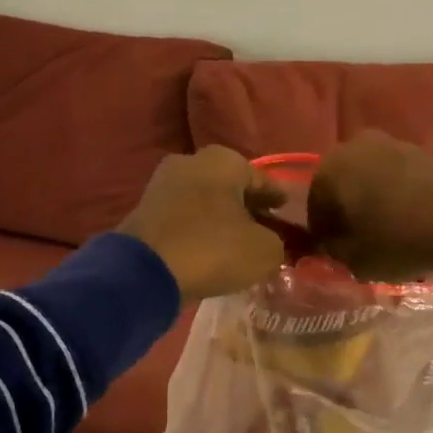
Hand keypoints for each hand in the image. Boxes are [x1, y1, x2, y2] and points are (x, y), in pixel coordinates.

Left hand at [118, 147, 286, 300]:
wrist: (144, 272)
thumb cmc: (213, 249)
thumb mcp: (264, 251)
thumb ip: (277, 242)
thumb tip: (270, 243)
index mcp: (224, 160)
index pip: (262, 180)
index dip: (277, 200)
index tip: (288, 216)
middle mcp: (191, 161)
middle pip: (230, 187)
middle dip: (246, 206)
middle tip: (263, 230)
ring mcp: (162, 183)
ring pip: (204, 200)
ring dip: (220, 218)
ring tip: (235, 243)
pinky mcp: (144, 209)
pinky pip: (183, 217)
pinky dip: (197, 229)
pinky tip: (207, 249)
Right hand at [306, 131, 432, 284]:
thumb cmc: (398, 240)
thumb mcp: (353, 259)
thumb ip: (331, 249)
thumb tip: (330, 242)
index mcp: (329, 168)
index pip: (313, 207)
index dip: (323, 235)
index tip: (336, 255)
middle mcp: (355, 146)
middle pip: (341, 187)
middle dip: (347, 214)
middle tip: (360, 244)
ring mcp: (392, 143)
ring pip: (369, 180)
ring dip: (373, 204)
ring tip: (389, 234)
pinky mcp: (423, 151)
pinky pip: (397, 178)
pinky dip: (397, 197)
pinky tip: (412, 222)